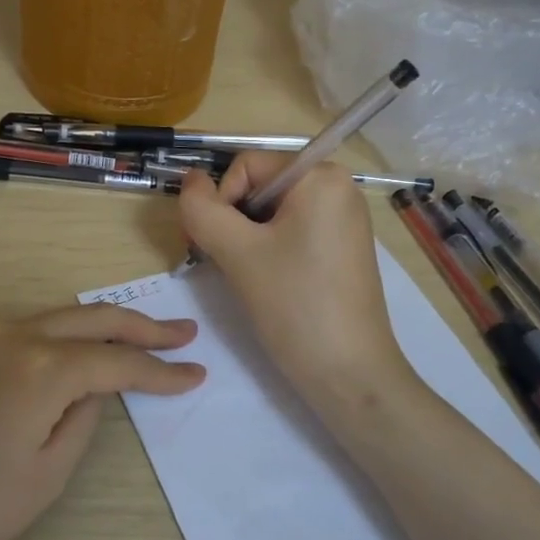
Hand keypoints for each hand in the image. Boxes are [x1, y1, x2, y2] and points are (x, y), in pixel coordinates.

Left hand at [0, 305, 203, 539]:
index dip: (161, 370)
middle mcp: (7, 334)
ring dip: (84, 332)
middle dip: (140, 326)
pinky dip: (31, 347)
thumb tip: (90, 389)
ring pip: (42, 322)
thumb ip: (82, 419)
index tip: (195, 372)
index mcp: (41, 369)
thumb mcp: (44, 478)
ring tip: (119, 343)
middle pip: (89, 318)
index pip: (118, 361)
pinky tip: (37, 371)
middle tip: (179, 332)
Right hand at [178, 153, 413, 410]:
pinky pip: (292, 232)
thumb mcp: (237, 253)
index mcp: (320, 176)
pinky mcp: (342, 248)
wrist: (349, 373)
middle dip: (233, 221)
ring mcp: (343, 219)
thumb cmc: (294, 305)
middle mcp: (339, 187)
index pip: (247, 166)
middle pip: (260, 187)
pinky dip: (269, 250)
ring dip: (246, 239)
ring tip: (247, 277)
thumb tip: (190, 181)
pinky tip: (268, 282)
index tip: (215, 245)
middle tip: (224, 263)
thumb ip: (203, 209)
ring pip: (272, 213)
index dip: (221, 201)